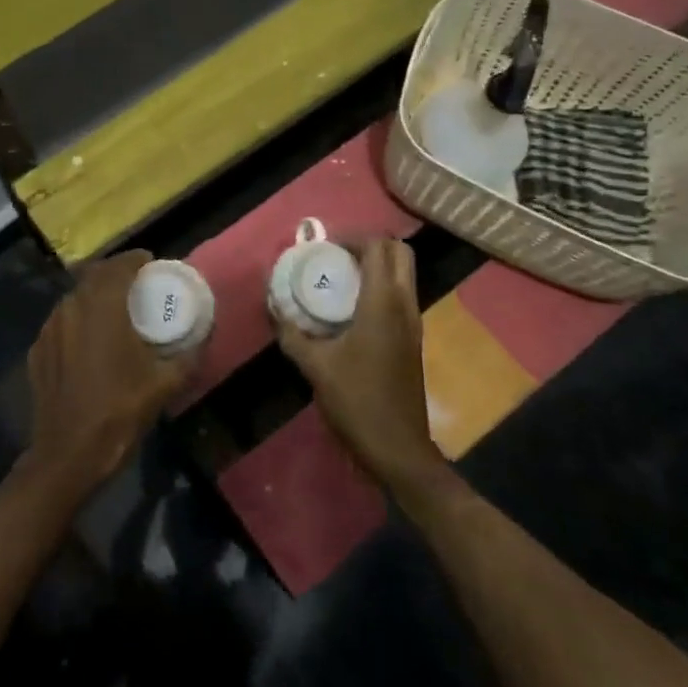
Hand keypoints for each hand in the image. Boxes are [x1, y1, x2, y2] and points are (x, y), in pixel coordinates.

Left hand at [16, 250, 198, 503]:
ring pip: (74, 299)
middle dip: (114, 274)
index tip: (150, 263)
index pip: (118, 266)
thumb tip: (204, 337)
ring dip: (94, 297)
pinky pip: (60, 323)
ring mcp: (48, 330)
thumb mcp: (163, 385)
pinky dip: (77, 321)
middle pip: (93, 277)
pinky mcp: (37, 352)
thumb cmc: (119, 412)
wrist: (68, 455)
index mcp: (101, 307)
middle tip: (135, 285)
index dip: (134, 260)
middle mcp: (71, 308)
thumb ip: (187, 356)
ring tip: (114, 311)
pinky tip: (89, 341)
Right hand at [272, 237, 443, 488]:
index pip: (378, 247)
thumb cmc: (357, 401)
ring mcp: (414, 323)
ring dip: (377, 266)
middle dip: (370, 245)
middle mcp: (405, 305)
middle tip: (338, 256)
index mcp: (383, 303)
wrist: (398, 448)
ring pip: (404, 274)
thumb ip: (292, 333)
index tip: (326, 247)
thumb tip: (273, 306)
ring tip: (341, 278)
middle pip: (400, 253)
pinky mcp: (413, 340)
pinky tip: (352, 309)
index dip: (353, 238)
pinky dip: (381, 287)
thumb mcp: (315, 366)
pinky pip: (401, 296)